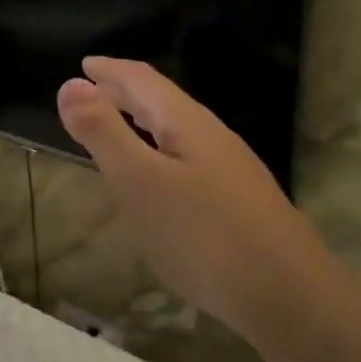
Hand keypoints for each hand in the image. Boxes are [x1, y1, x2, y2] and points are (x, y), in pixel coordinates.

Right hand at [57, 57, 330, 340]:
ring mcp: (230, 169)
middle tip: (91, 91)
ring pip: (177, 130)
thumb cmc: (204, 235)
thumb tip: (70, 83)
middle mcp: (211, 136)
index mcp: (186, 123)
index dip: (110, 70)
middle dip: (124, 91)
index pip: (142, 80)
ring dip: (142, 120)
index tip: (83, 65)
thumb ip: (104, 133)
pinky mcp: (238, 200)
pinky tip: (158, 178)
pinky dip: (159, 150)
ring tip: (116, 129)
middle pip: (162, 100)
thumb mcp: (141, 182)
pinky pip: (187, 157)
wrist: (290, 296)